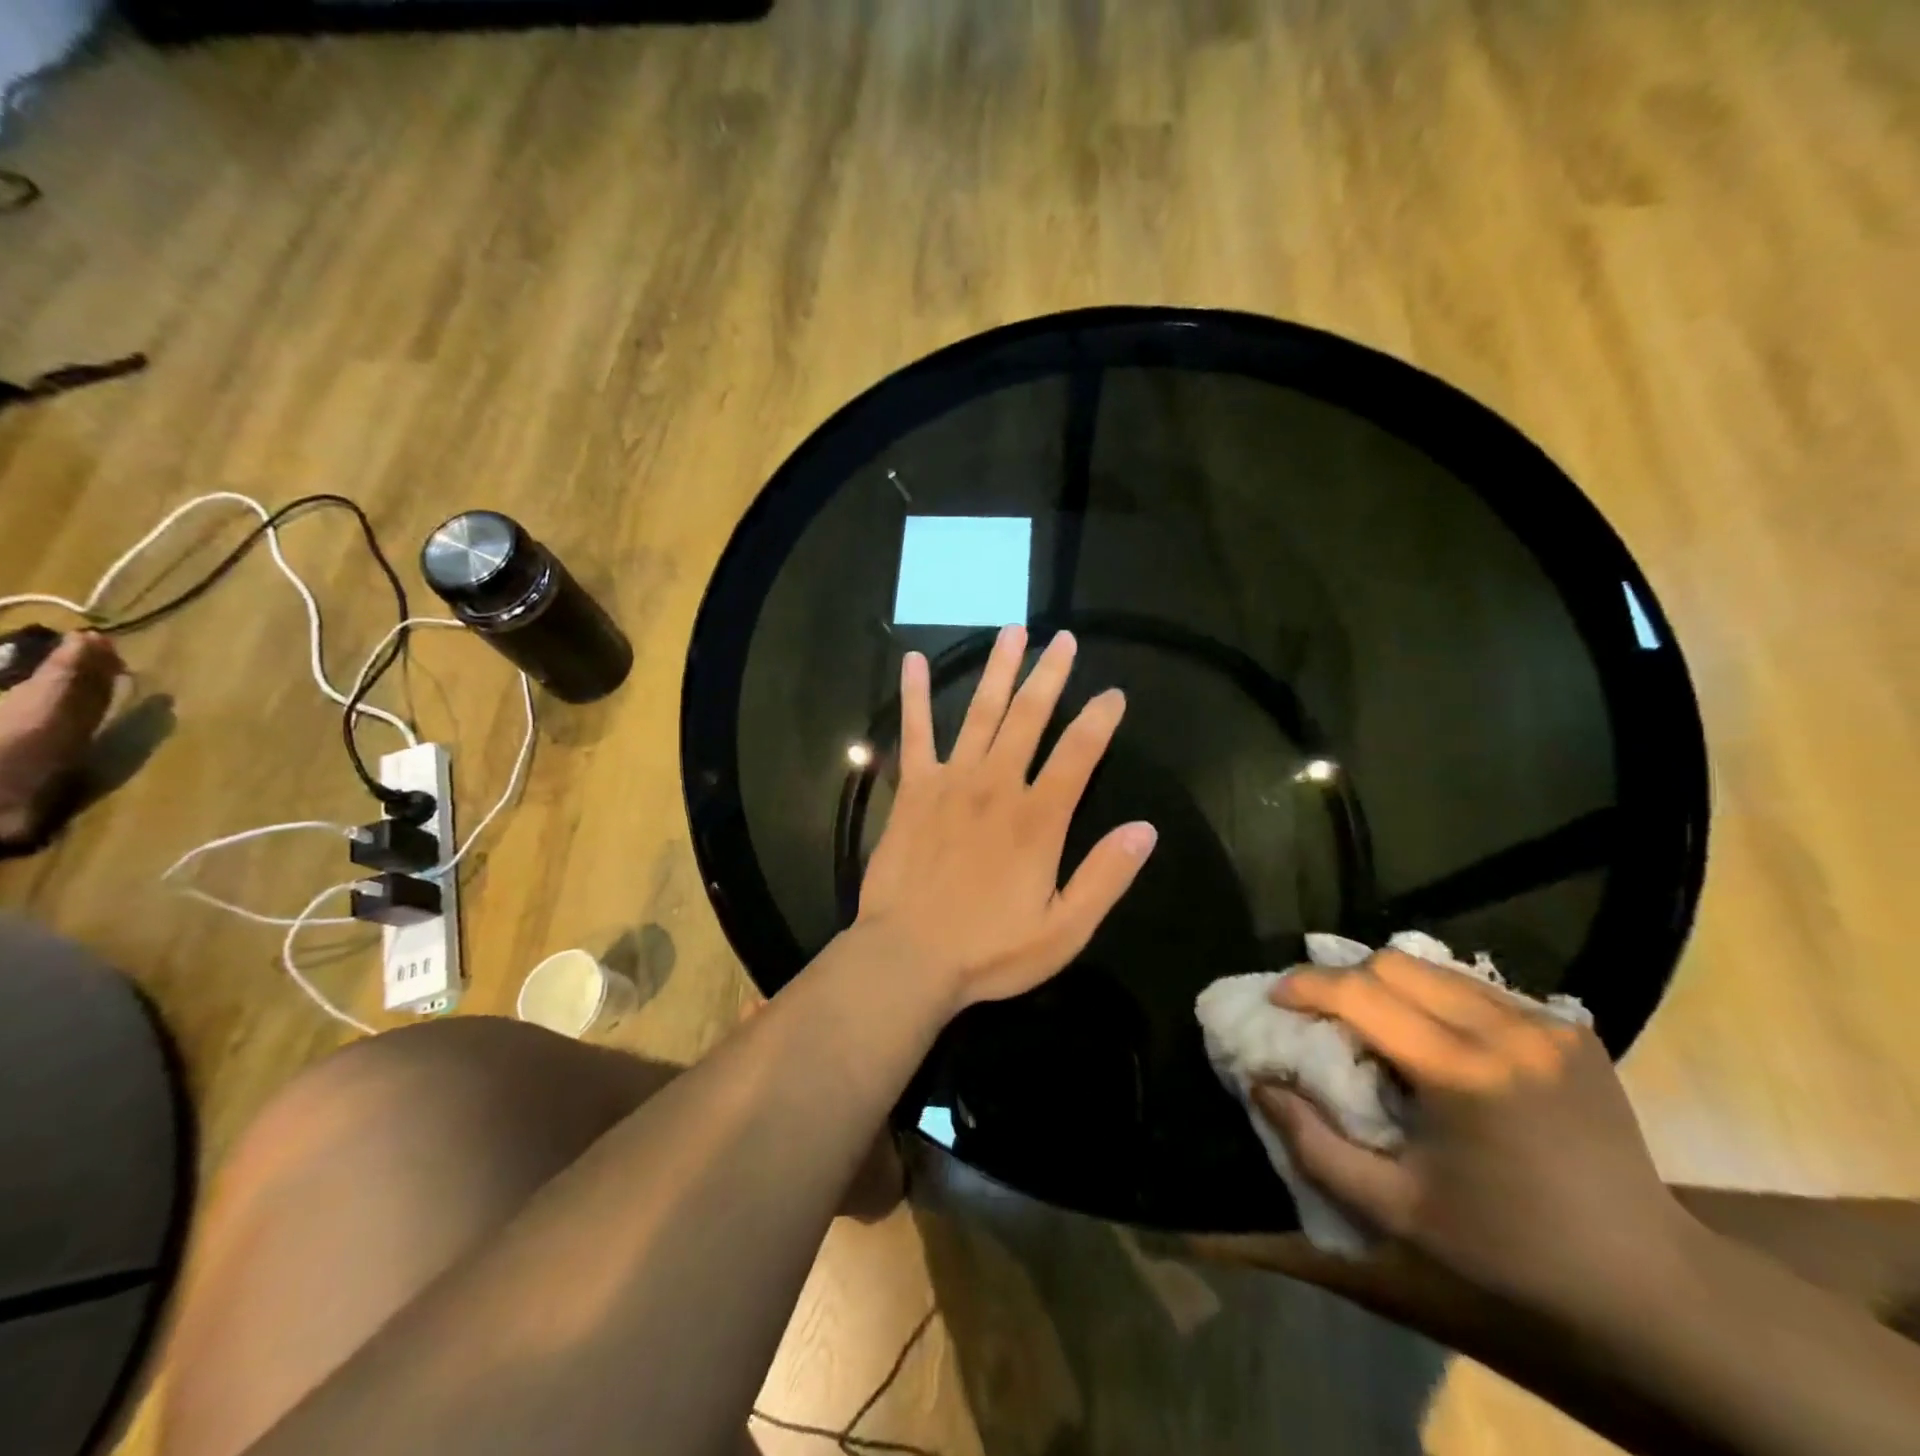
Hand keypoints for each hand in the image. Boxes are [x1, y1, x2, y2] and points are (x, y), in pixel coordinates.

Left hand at [855, 625, 1156, 1008]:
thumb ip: (1105, 877)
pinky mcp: (912, 789)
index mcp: (1038, 818)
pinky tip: (912, 661)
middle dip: (1050, 674)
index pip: (1078, 753)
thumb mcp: (1064, 930)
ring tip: (1012, 631)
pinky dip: (913, 696)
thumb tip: (1145, 829)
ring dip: (998, 670)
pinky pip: (914, 733)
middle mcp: (996, 786)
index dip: (1100, 719)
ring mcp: (950, 782)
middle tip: (1062, 638)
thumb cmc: (989, 950)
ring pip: (979, 713)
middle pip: (1029, 717)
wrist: (907, 957)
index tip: (1113, 694)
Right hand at [1254, 950, 1690, 1321]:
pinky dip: (1434, 996)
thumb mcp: (1396, 1211)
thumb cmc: (1510, 1252)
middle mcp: (1507, 1030)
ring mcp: (1546, 1024)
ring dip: (1388, 983)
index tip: (1276, 999)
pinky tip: (1432, 1035)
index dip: (1306, 986)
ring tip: (1371, 1020)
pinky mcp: (1570, 1029)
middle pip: (1395, 963)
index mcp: (1463, 1072)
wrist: (1651, 1286)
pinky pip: (1477, 987)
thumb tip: (1260, 1084)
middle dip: (1343, 978)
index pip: (1360, 991)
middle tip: (1320, 1013)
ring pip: (1435, 967)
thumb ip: (1314, 1144)